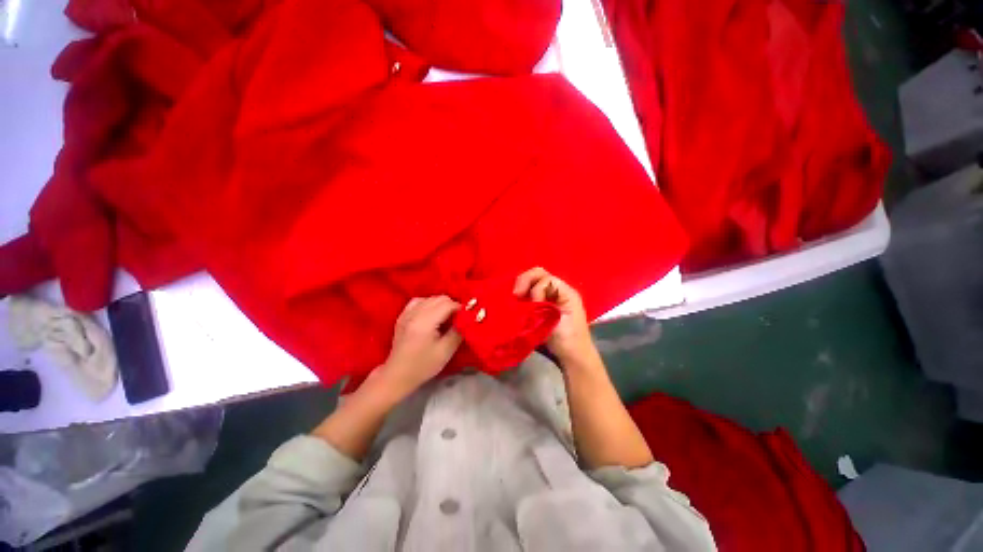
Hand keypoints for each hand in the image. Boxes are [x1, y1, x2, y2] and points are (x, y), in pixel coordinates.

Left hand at [376, 296, 462, 396]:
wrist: (397, 375)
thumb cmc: (423, 366)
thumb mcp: (445, 351)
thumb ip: (458, 332)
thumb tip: (467, 319)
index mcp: (425, 322)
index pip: (448, 304)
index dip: (460, 308)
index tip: (467, 316)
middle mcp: (415, 313)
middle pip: (439, 298)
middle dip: (452, 305)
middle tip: (458, 318)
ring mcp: (407, 313)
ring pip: (430, 298)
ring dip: (441, 304)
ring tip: (446, 317)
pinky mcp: (402, 316)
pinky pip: (418, 301)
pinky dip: (428, 304)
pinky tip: (431, 314)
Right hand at [514, 267, 594, 363]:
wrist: (573, 356)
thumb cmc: (568, 339)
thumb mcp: (555, 321)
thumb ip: (540, 308)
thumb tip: (525, 302)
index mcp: (565, 291)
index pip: (545, 278)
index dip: (535, 288)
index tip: (531, 303)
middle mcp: (557, 290)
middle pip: (538, 275)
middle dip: (524, 281)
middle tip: (515, 295)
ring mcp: (549, 297)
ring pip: (533, 282)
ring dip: (522, 287)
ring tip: (515, 298)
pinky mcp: (542, 305)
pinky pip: (530, 292)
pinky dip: (523, 295)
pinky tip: (517, 302)